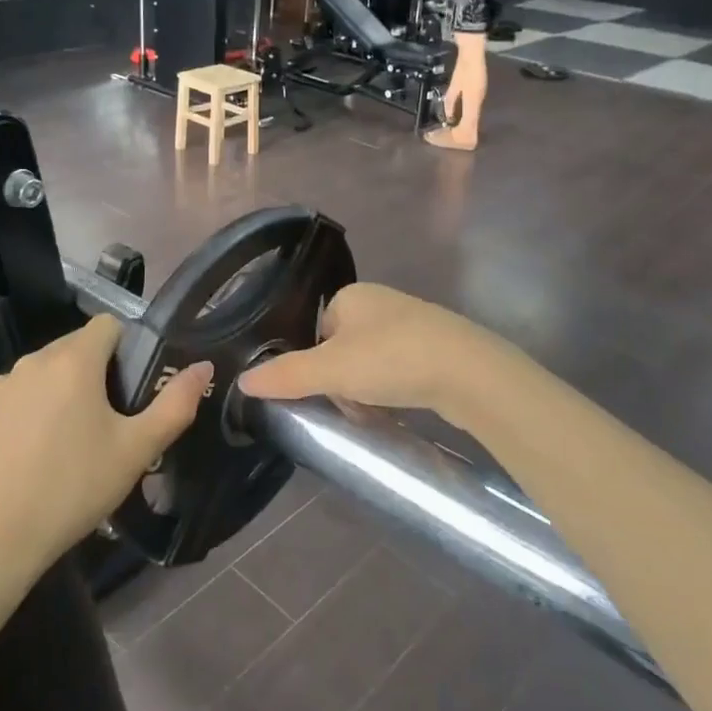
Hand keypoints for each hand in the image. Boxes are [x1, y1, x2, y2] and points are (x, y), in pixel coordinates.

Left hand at [0, 315, 211, 582]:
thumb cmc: (73, 489)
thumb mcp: (136, 451)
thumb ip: (175, 404)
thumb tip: (204, 366)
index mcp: (73, 362)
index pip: (108, 325)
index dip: (126, 349)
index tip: (131, 389)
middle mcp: (30, 363)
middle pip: (72, 349)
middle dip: (92, 374)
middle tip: (104, 424)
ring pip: (39, 376)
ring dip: (56, 394)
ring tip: (64, 445)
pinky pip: (9, 402)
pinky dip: (23, 417)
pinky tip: (26, 459)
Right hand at [237, 283, 496, 418]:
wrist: (470, 372)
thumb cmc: (392, 360)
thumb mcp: (330, 370)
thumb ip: (286, 375)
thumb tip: (242, 380)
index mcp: (351, 295)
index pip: (316, 333)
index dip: (316, 367)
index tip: (326, 394)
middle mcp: (380, 302)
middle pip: (342, 351)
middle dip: (342, 385)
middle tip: (353, 409)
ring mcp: (413, 323)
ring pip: (370, 364)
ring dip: (367, 393)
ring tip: (378, 415)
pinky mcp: (437, 346)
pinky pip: (400, 370)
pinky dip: (394, 391)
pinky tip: (401, 409)